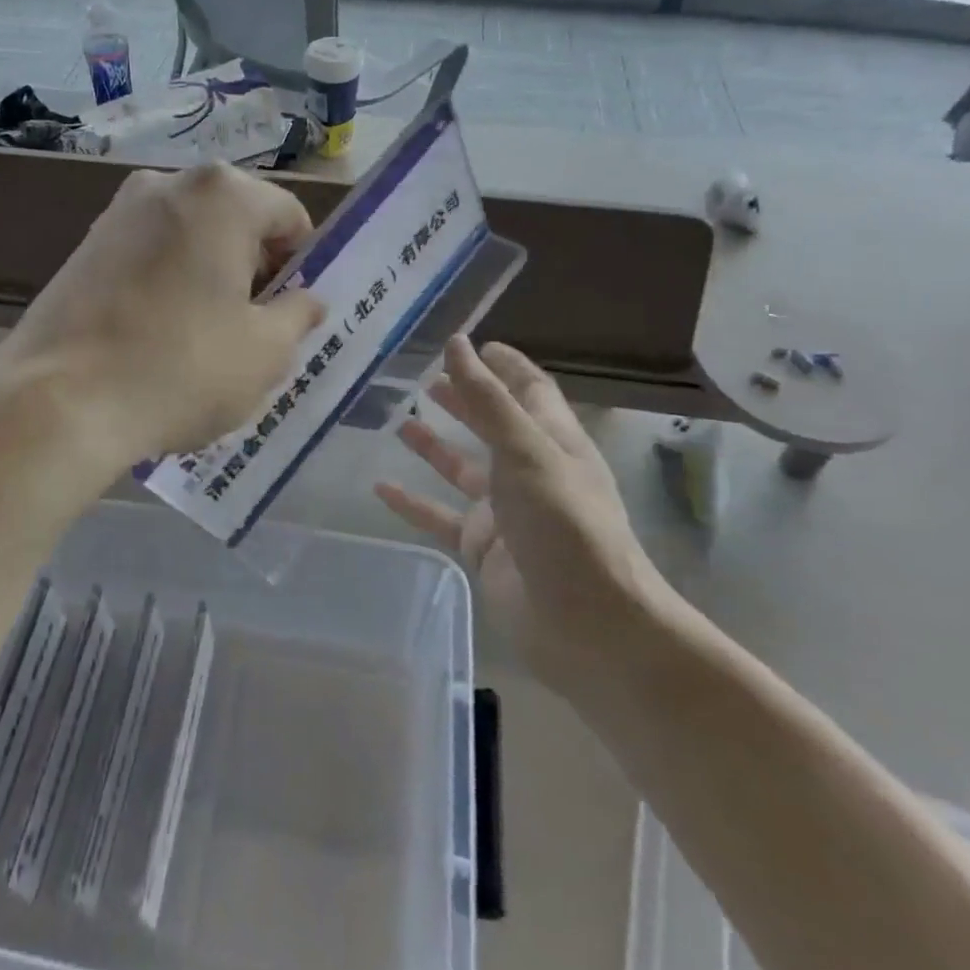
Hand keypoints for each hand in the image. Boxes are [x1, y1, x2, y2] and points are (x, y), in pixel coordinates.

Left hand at [0, 162, 325, 462]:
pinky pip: (150, 253)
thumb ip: (299, 315)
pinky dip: (168, 281)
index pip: (288, 216)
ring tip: (203, 336)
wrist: (57, 402)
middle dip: (253, 267)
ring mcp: (118, 211)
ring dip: (210, 275)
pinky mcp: (84, 244)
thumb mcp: (266, 352)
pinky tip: (159, 334)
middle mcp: (167, 183)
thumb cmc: (180, 368)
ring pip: (191, 236)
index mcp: (223, 194)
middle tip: (252, 328)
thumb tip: (308, 301)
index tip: (291, 312)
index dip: (301, 264)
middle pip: (237, 220)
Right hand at [375, 337, 664, 676]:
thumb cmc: (565, 523)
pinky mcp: (484, 548)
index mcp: (552, 440)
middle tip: (428, 380)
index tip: (472, 344)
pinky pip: (441, 516)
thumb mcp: (525, 450)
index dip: (503, 366)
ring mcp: (505, 511)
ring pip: (463, 469)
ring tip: (400, 422)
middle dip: (465, 400)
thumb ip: (487, 399)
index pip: (528, 390)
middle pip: (492, 425)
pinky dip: (413, 501)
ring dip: (435, 446)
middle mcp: (529, 470)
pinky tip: (381, 487)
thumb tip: (458, 344)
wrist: (587, 625)